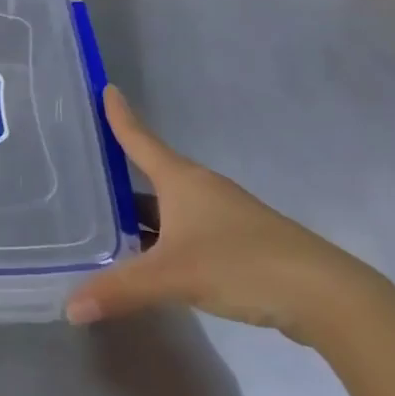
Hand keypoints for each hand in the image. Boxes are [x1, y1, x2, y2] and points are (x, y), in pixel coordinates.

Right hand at [65, 86, 368, 341]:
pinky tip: (153, 260)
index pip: (141, 139)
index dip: (121, 116)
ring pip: (171, 207)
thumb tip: (70, 307)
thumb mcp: (173, 276)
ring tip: (108, 224)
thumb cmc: (241, 264)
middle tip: (85, 178)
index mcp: (182, 181)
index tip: (106, 88)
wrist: (324, 295)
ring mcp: (224, 216)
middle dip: (121, 179)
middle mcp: (201, 190)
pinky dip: (165, 238)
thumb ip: (120, 290)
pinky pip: (188, 230)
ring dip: (142, 214)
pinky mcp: (240, 244)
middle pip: (153, 175)